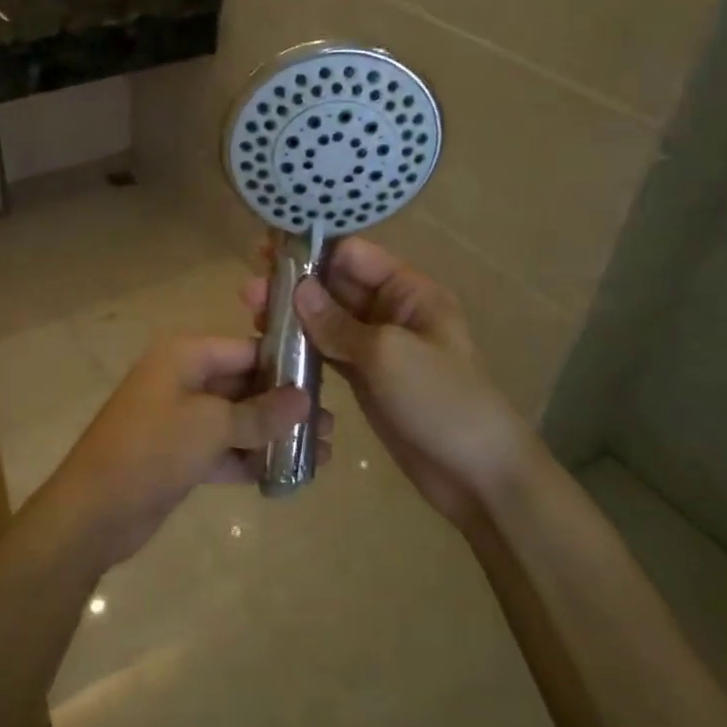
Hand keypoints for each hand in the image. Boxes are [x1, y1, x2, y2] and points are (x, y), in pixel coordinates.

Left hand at [43, 336, 321, 563]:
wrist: (93, 512)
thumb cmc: (151, 451)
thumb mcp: (210, 426)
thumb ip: (260, 413)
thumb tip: (305, 399)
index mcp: (186, 356)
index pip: (247, 348)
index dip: (286, 364)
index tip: (329, 382)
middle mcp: (184, 379)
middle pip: (245, 384)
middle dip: (286, 405)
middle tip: (332, 426)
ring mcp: (182, 418)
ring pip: (238, 419)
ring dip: (274, 435)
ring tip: (324, 453)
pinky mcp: (181, 454)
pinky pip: (225, 448)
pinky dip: (252, 459)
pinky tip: (290, 475)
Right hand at [242, 237, 540, 531]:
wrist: (478, 474)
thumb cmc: (441, 400)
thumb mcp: (388, 354)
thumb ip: (338, 322)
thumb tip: (297, 287)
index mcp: (410, 292)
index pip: (355, 256)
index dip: (314, 253)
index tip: (270, 257)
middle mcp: (392, 311)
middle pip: (337, 285)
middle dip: (295, 284)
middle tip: (249, 291)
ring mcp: (377, 346)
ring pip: (328, 319)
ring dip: (293, 315)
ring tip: (250, 315)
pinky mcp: (365, 378)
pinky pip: (328, 351)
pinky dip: (302, 346)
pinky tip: (270, 344)